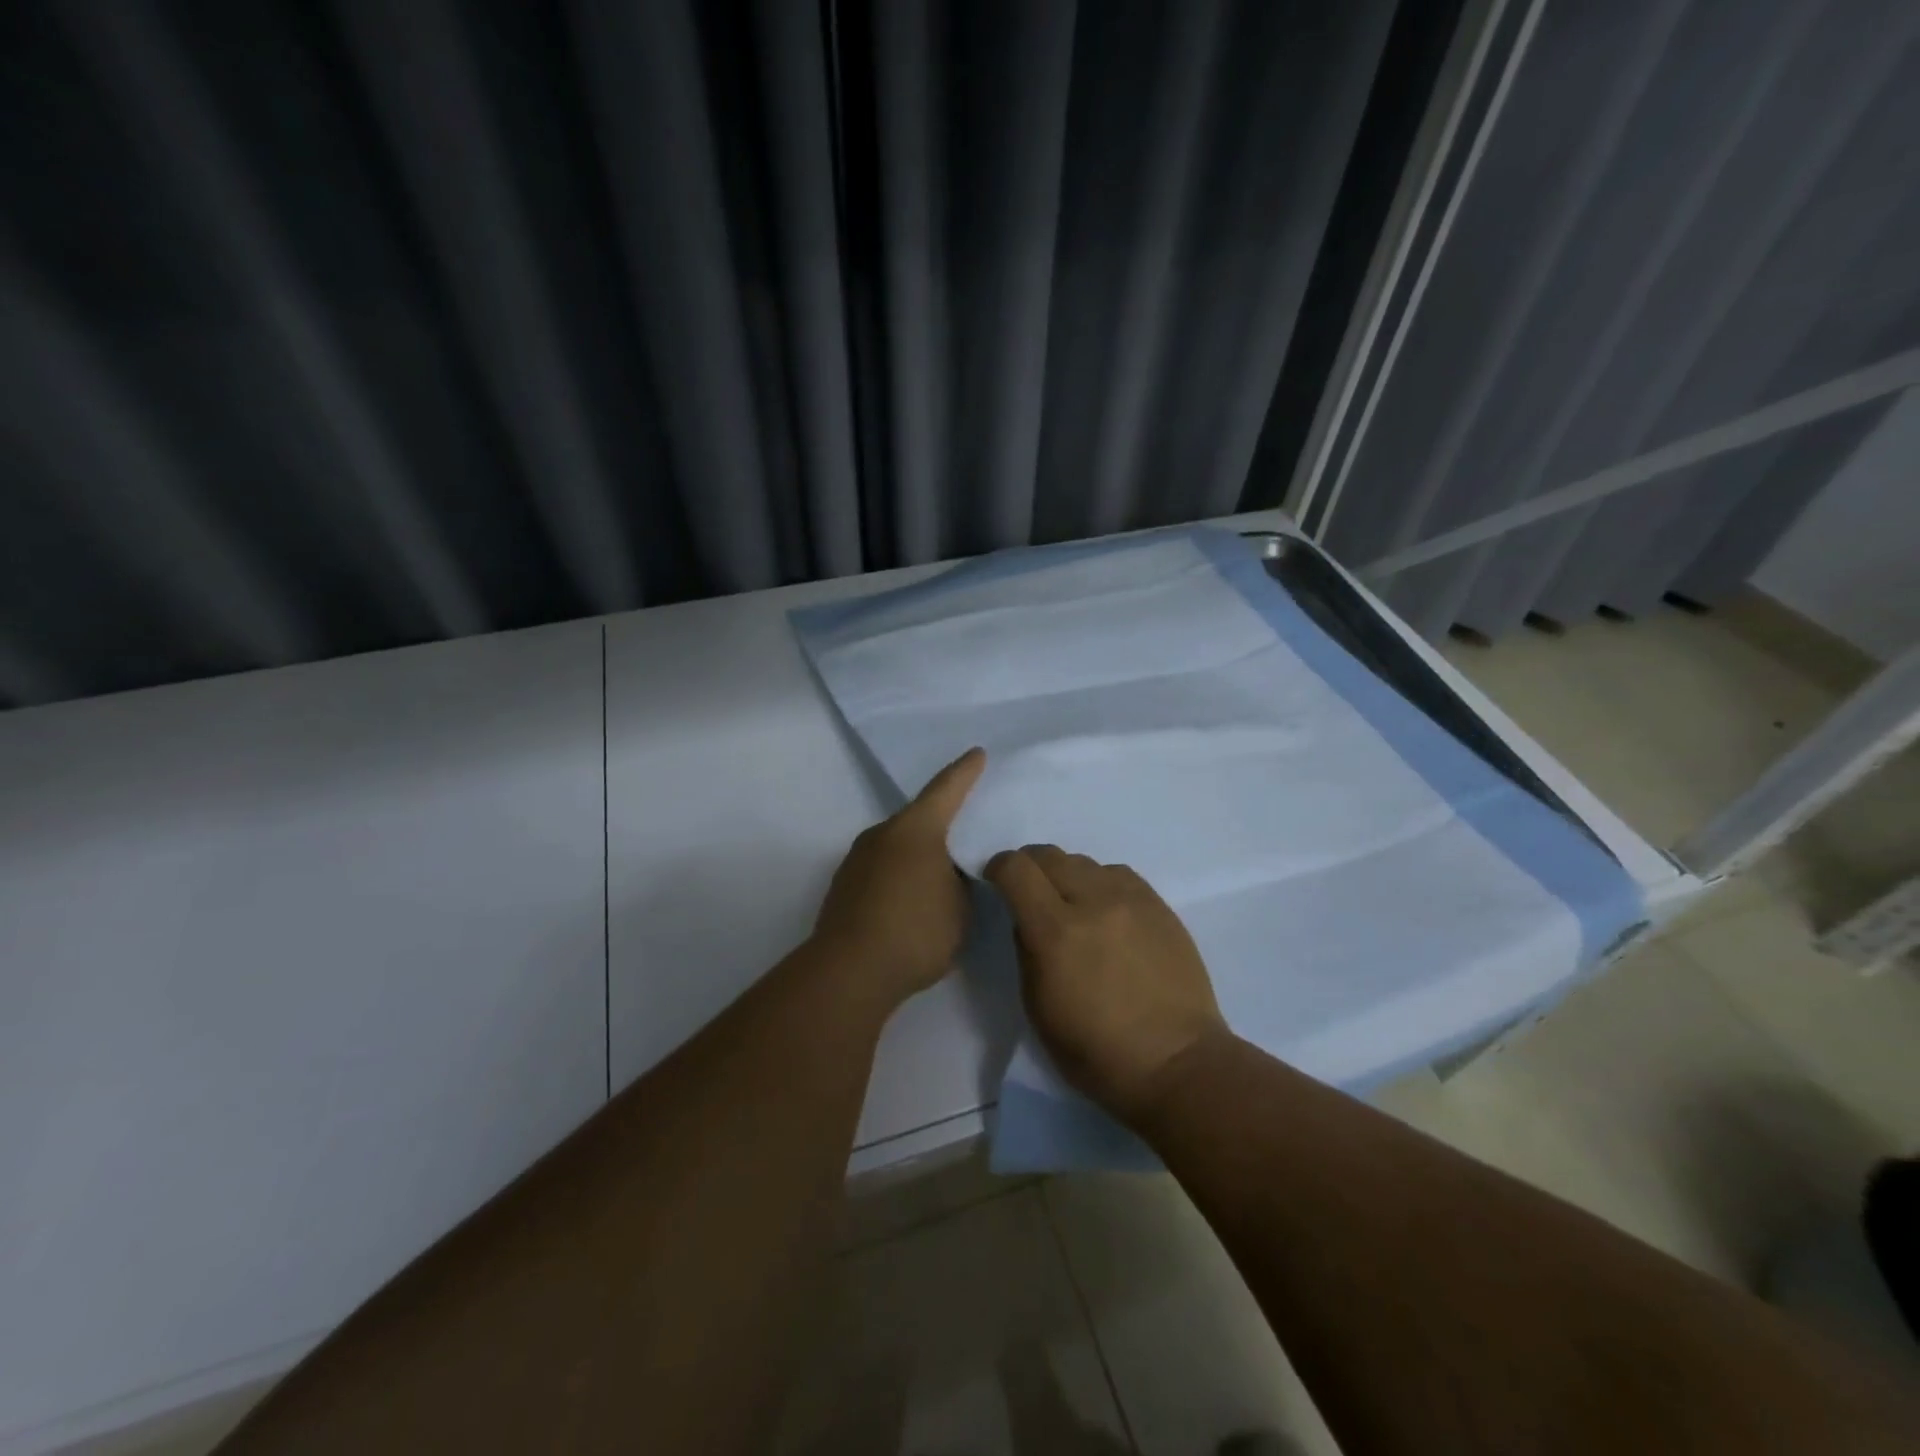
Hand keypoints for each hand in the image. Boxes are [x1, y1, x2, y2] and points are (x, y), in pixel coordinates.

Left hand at [812, 749, 986, 1005]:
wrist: (850, 972)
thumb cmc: (917, 931)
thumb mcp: (962, 908)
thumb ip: (963, 883)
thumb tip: (951, 875)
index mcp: (916, 829)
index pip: (946, 790)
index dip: (965, 772)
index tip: (977, 754)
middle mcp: (882, 834)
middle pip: (919, 819)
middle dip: (942, 825)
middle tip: (966, 835)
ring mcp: (857, 860)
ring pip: (898, 847)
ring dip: (919, 857)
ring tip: (941, 880)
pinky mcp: (843, 887)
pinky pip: (882, 870)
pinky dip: (900, 878)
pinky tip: (911, 904)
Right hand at [985, 845, 1228, 1120]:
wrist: (1176, 1061)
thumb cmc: (1096, 1051)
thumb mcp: (1038, 1008)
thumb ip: (1026, 950)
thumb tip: (1026, 919)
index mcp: (1055, 932)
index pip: (1016, 869)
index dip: (999, 868)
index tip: (996, 881)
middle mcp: (1093, 901)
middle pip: (1049, 855)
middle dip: (1030, 866)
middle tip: (1030, 891)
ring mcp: (1131, 899)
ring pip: (1085, 861)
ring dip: (1068, 875)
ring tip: (1072, 904)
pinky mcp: (1159, 904)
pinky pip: (1118, 874)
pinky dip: (1101, 883)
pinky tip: (1105, 910)